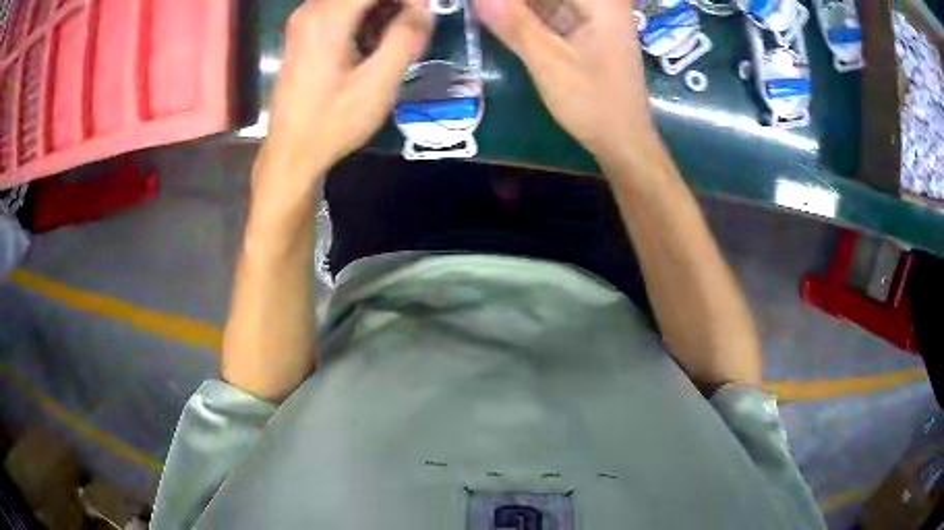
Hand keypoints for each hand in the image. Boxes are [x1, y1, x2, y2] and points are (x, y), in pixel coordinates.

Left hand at [258, 0, 432, 192]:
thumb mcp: (378, 82)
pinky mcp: (304, 33)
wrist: (290, 152)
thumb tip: (424, 6)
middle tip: (415, 27)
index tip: (427, 12)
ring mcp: (305, 20)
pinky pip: (342, 9)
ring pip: (354, 0)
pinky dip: (366, 18)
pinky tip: (375, 43)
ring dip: (382, 11)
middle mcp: (312, 9)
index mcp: (328, 16)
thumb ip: (406, 36)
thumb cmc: (333, 121)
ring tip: (398, 38)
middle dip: (396, 4)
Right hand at [476, 0, 652, 161]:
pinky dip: (522, 12)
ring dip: (514, 6)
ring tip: (483, 11)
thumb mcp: (550, 62)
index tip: (480, 4)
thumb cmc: (594, 103)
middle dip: (511, 3)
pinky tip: (497, 14)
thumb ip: (513, 23)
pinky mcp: (581, 25)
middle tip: (479, 8)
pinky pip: (546, 8)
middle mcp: (601, 0)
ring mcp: (591, 12)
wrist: (622, 139)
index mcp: (602, 1)